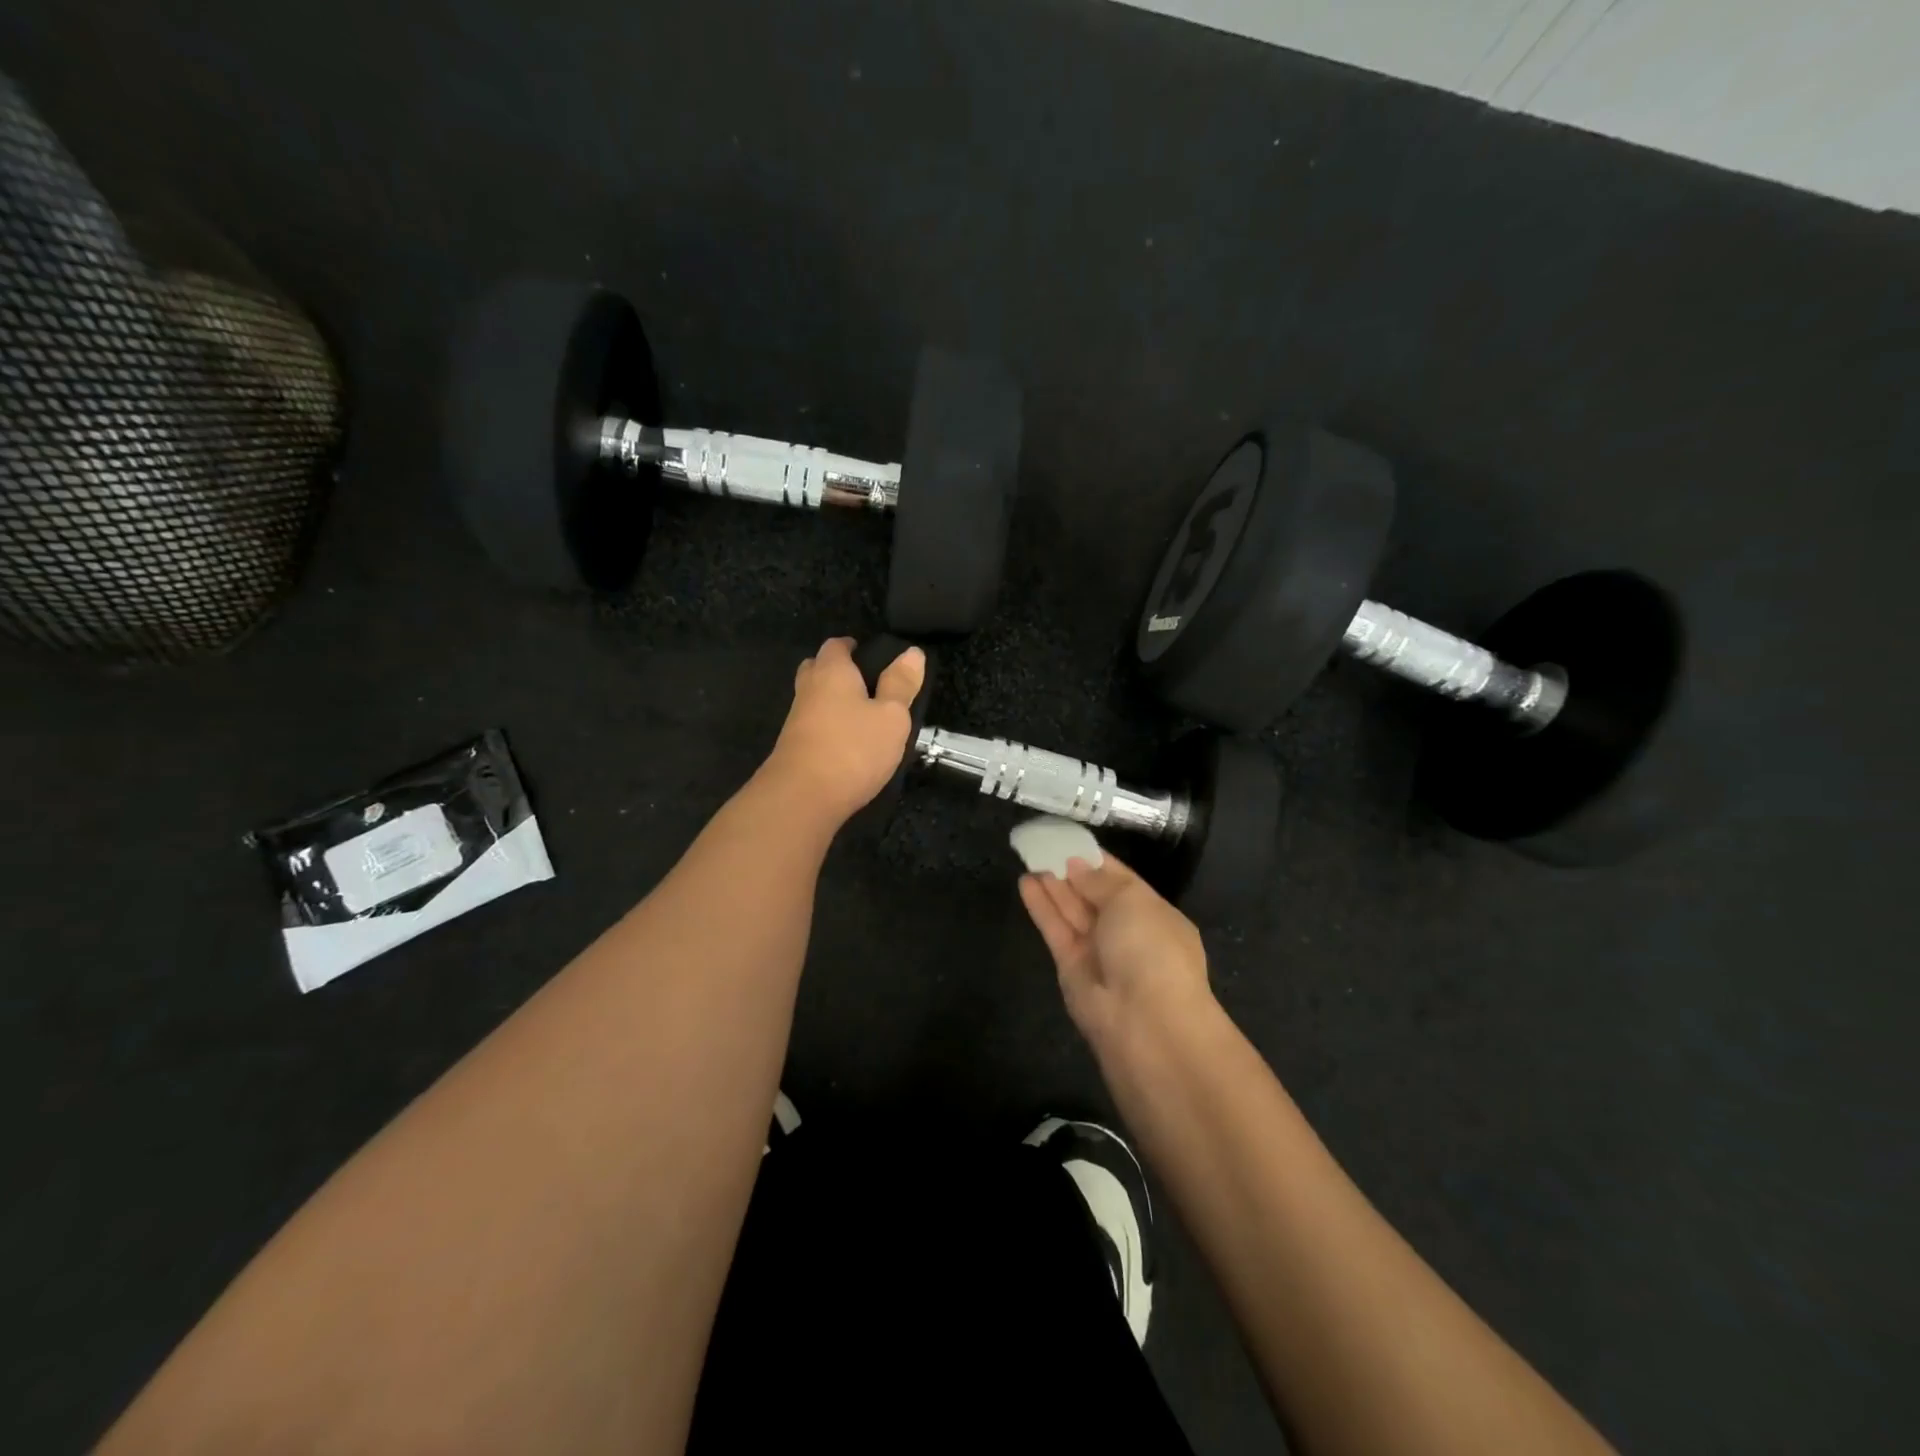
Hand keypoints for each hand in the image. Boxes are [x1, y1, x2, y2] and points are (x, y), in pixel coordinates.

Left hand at [762, 636, 923, 828]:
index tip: (871, 655)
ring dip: (832, 701)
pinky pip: (812, 726)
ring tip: (862, 714)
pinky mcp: (793, 748)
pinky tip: (847, 742)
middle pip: (817, 668)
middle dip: (837, 671)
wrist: (803, 797)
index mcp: (832, 672)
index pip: (836, 645)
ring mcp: (796, 720)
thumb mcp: (891, 716)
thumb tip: (912, 652)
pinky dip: (828, 727)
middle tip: (864, 682)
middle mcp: (808, 689)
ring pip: (813, 699)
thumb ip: (901, 684)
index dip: (852, 646)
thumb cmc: (853, 748)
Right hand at [1019, 853, 1213, 1052]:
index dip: (1095, 859)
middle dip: (1070, 870)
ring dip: (1052, 884)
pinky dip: (1041, 906)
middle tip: (1041, 844)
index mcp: (1154, 914)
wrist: (1145, 1023)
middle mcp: (1127, 932)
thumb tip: (1077, 865)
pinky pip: (1056, 930)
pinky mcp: (1071, 968)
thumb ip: (1100, 880)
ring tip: (1028, 856)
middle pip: (1093, 894)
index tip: (1068, 838)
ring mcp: (1098, 951)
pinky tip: (1025, 882)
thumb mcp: (1132, 901)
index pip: (1121, 879)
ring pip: (1071, 911)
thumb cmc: (1150, 950)